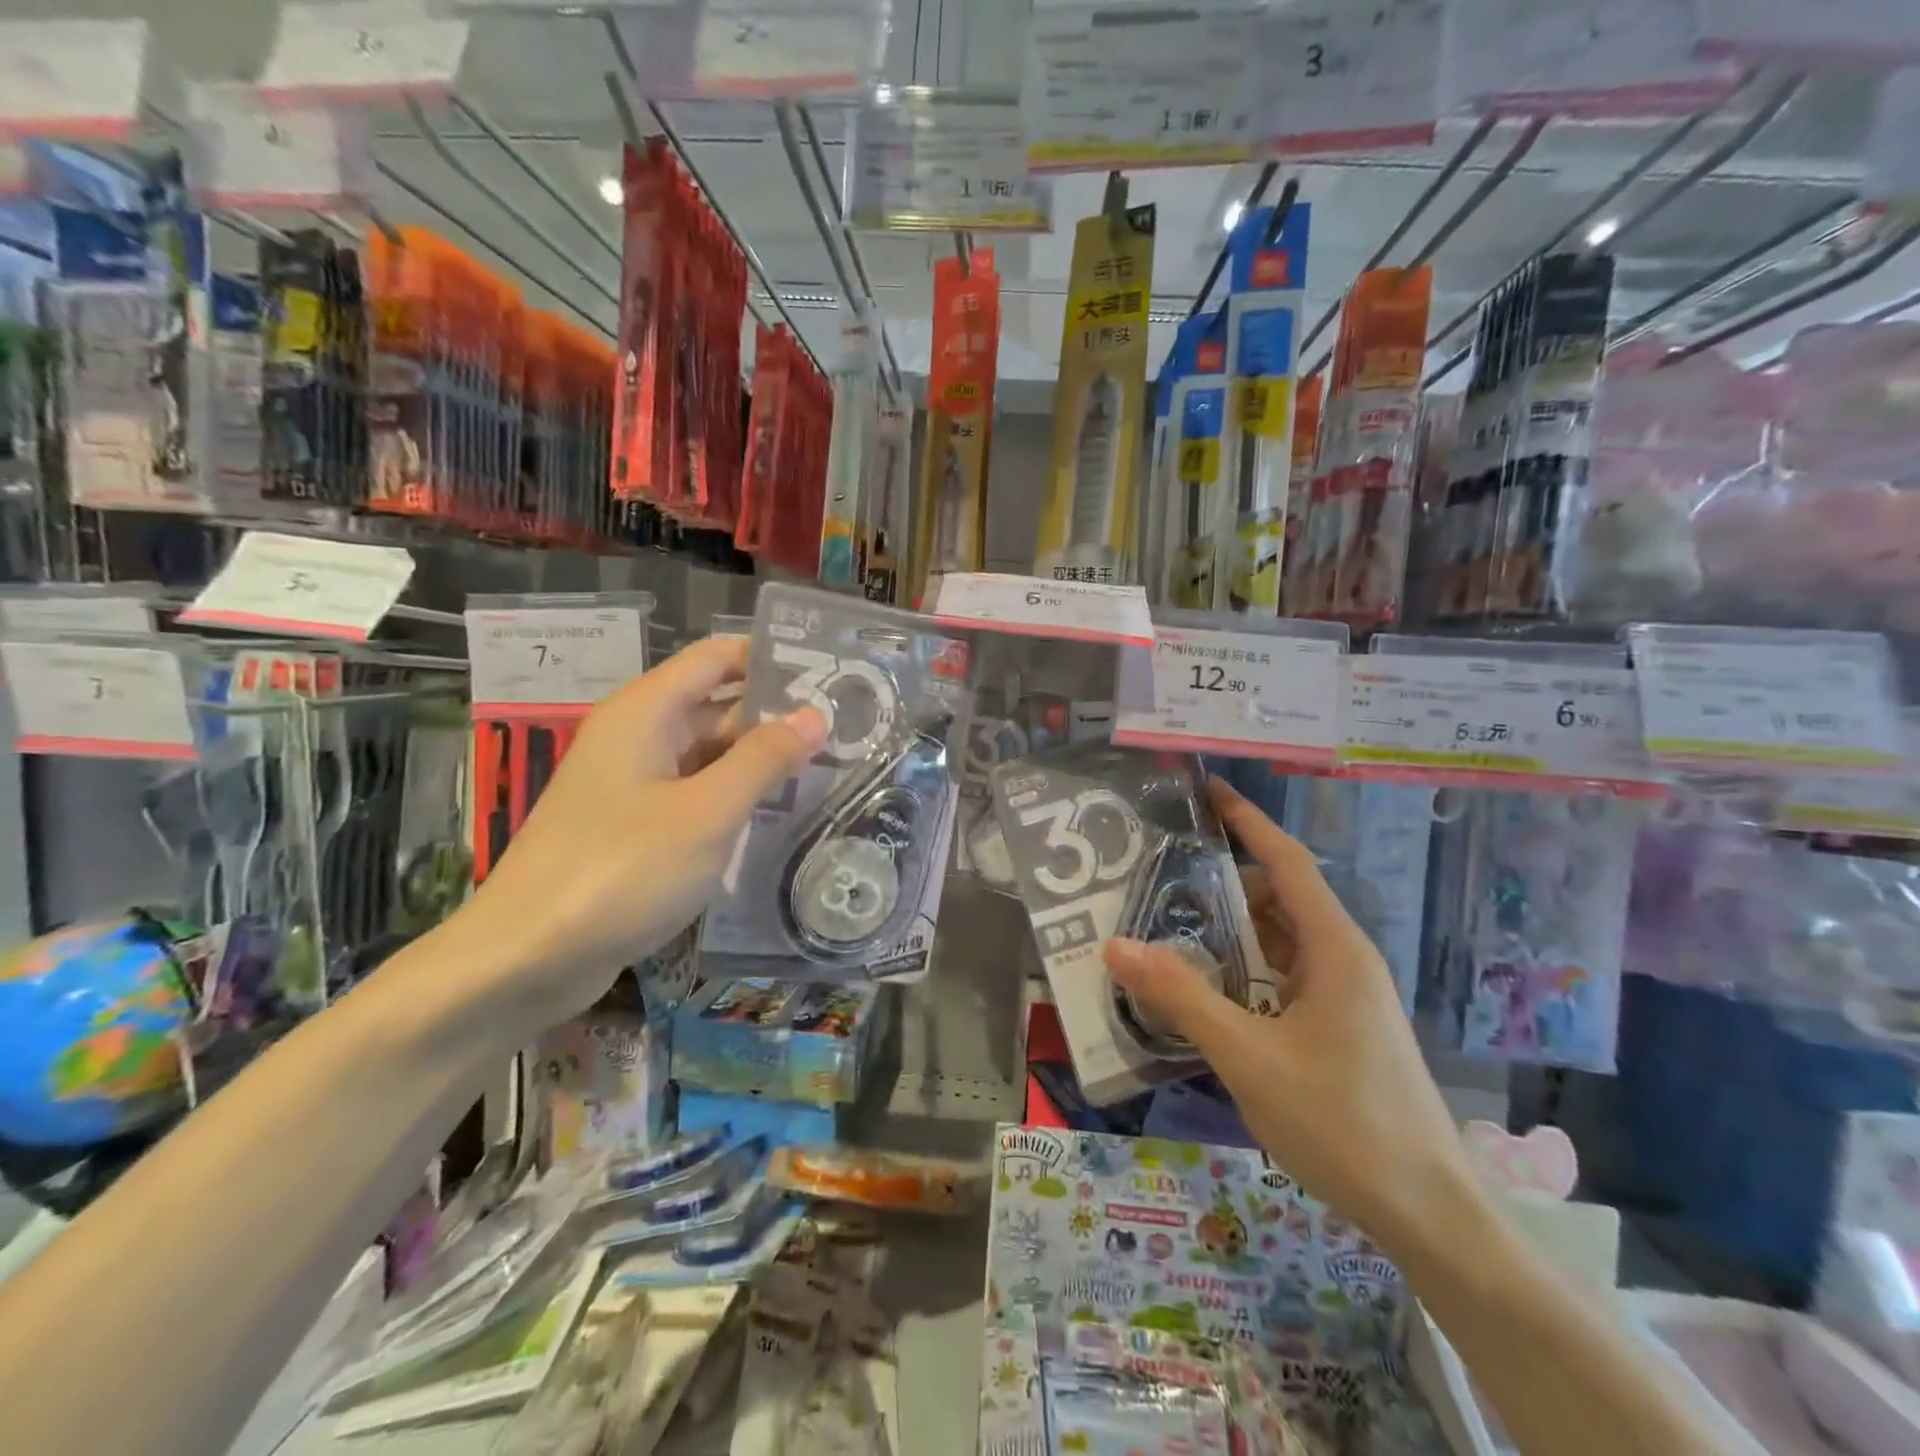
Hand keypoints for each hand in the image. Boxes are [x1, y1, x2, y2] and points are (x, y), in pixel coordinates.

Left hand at [459, 637, 825, 1024]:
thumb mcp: (706, 812)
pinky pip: (695, 794)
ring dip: (760, 760)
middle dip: (776, 714)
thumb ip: (764, 759)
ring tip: (829, 766)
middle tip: (847, 727)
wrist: (526, 959)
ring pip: (709, 754)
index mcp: (646, 712)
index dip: (771, 657)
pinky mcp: (635, 827)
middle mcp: (638, 737)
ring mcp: (634, 784)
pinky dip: (735, 797)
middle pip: (717, 705)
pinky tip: (780, 813)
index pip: (718, 658)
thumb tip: (815, 715)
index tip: (830, 671)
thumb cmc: (621, 870)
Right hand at [1103, 778, 1470, 1255]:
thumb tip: (1115, 945)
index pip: (1286, 862)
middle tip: (1160, 880)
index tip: (1209, 792)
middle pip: (1278, 899)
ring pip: (1280, 942)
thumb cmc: (1342, 1123)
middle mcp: (1343, 960)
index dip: (1248, 822)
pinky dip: (1245, 971)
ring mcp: (1344, 997)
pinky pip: (1284, 978)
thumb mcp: (1248, 1056)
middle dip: (1222, 884)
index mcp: (1334, 949)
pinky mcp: (1339, 1028)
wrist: (1429, 1215)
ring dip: (1231, 933)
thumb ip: (1181, 997)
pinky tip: (1206, 992)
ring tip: (1170, 931)